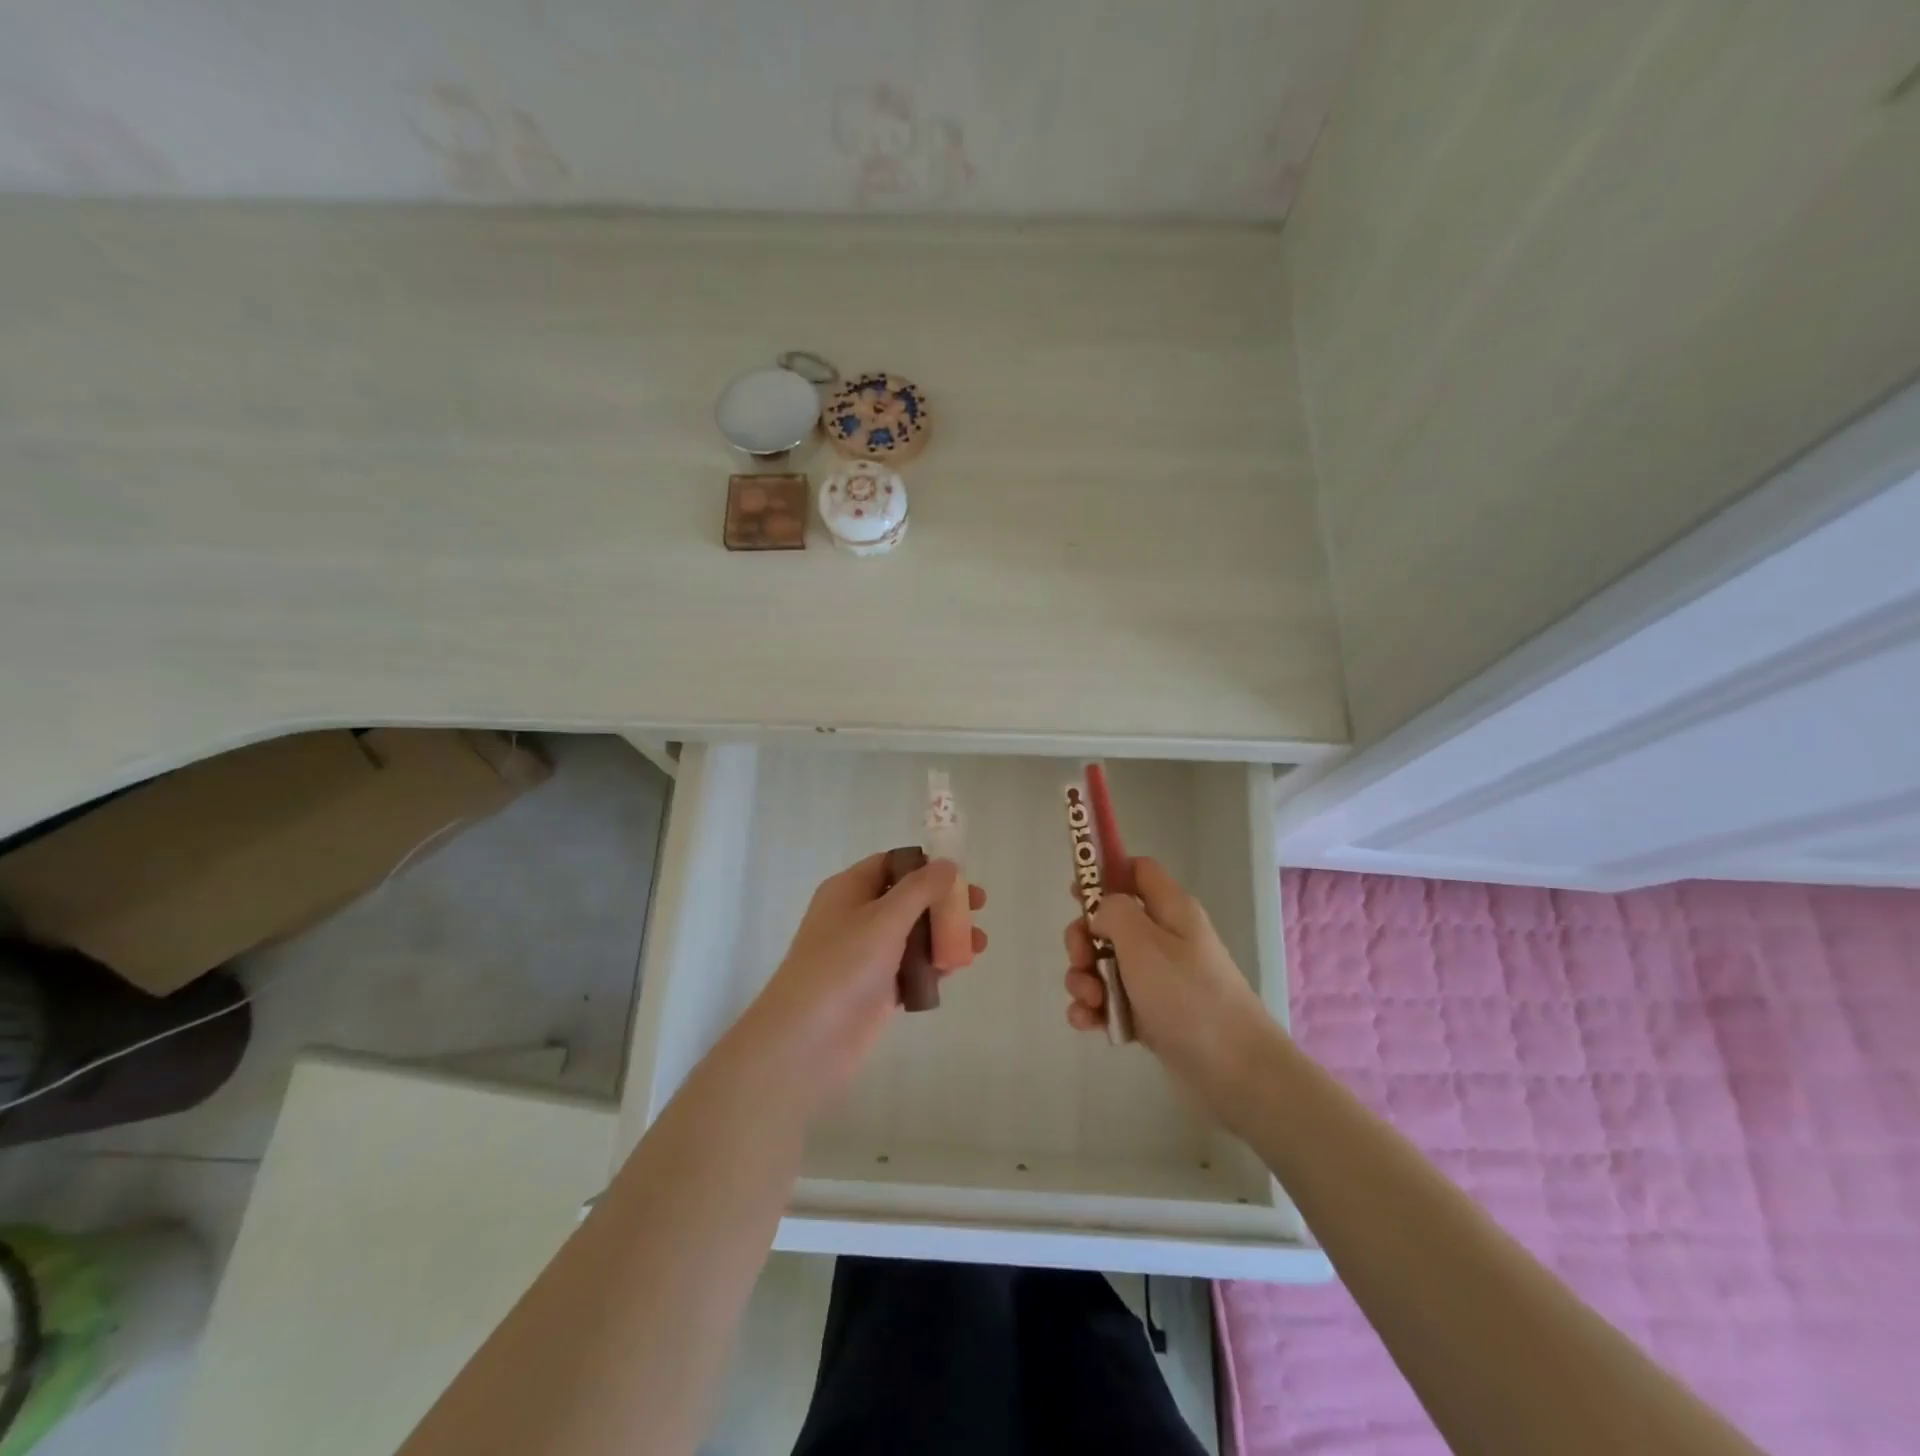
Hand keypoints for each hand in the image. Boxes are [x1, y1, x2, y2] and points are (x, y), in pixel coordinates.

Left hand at [739, 853, 986, 1109]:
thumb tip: (947, 864)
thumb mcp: (884, 918)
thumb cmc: (843, 965)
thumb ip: (920, 889)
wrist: (808, 1040)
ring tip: (979, 944)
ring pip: (912, 935)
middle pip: (906, 899)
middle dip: (943, 901)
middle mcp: (856, 917)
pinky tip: (959, 968)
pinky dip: (934, 965)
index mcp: (848, 890)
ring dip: (944, 934)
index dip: (925, 865)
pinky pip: (911, 967)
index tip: (960, 874)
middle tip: (978, 906)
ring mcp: (866, 955)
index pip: (891, 864)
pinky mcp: (877, 988)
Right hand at [1063, 856, 1275, 1119]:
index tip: (1076, 893)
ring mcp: (1157, 979)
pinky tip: (1088, 1023)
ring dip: (1084, 979)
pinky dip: (1094, 1009)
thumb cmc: (1187, 995)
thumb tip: (1101, 912)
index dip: (1105, 873)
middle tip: (1081, 959)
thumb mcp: (1143, 942)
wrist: (1234, 1071)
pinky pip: (1110, 1001)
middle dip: (1084, 939)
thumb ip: (1113, 912)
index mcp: (1170, 909)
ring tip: (1090, 1001)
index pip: (1137, 870)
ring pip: (1104, 964)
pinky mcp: (1150, 1015)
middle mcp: (1164, 938)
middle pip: (1110, 921)